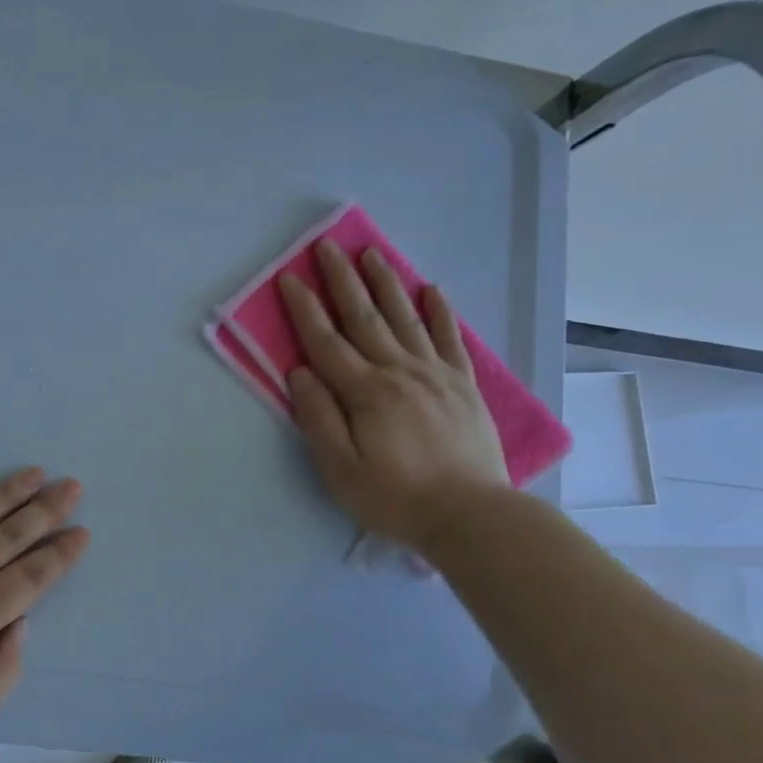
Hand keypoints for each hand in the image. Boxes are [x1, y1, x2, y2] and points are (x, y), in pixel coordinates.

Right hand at [278, 239, 508, 548]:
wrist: (472, 516)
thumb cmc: (395, 498)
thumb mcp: (340, 470)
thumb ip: (319, 419)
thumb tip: (300, 373)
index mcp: (366, 393)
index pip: (325, 342)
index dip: (304, 309)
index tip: (289, 278)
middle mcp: (399, 372)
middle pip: (364, 318)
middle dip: (342, 280)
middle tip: (327, 246)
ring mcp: (435, 375)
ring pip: (405, 318)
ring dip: (386, 283)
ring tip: (371, 253)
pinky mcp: (463, 385)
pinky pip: (450, 338)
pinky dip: (440, 312)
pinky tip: (432, 290)